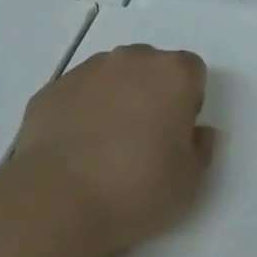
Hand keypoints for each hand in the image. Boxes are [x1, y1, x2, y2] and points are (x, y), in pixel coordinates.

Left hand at [11, 44, 216, 252]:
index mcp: (172, 73)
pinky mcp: (54, 87)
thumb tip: (199, 132)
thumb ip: (202, 148)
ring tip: (104, 148)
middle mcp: (133, 58)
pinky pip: (78, 94)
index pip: (192, 72)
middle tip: (143, 141)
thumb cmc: (136, 188)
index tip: (176, 135)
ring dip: (115, 99)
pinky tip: (74, 151)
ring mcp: (89, 69)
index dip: (188, 102)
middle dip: (151, 94)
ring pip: (112, 77)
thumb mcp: (189, 183)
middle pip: (151, 68)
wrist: (58, 199)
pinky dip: (80, 112)